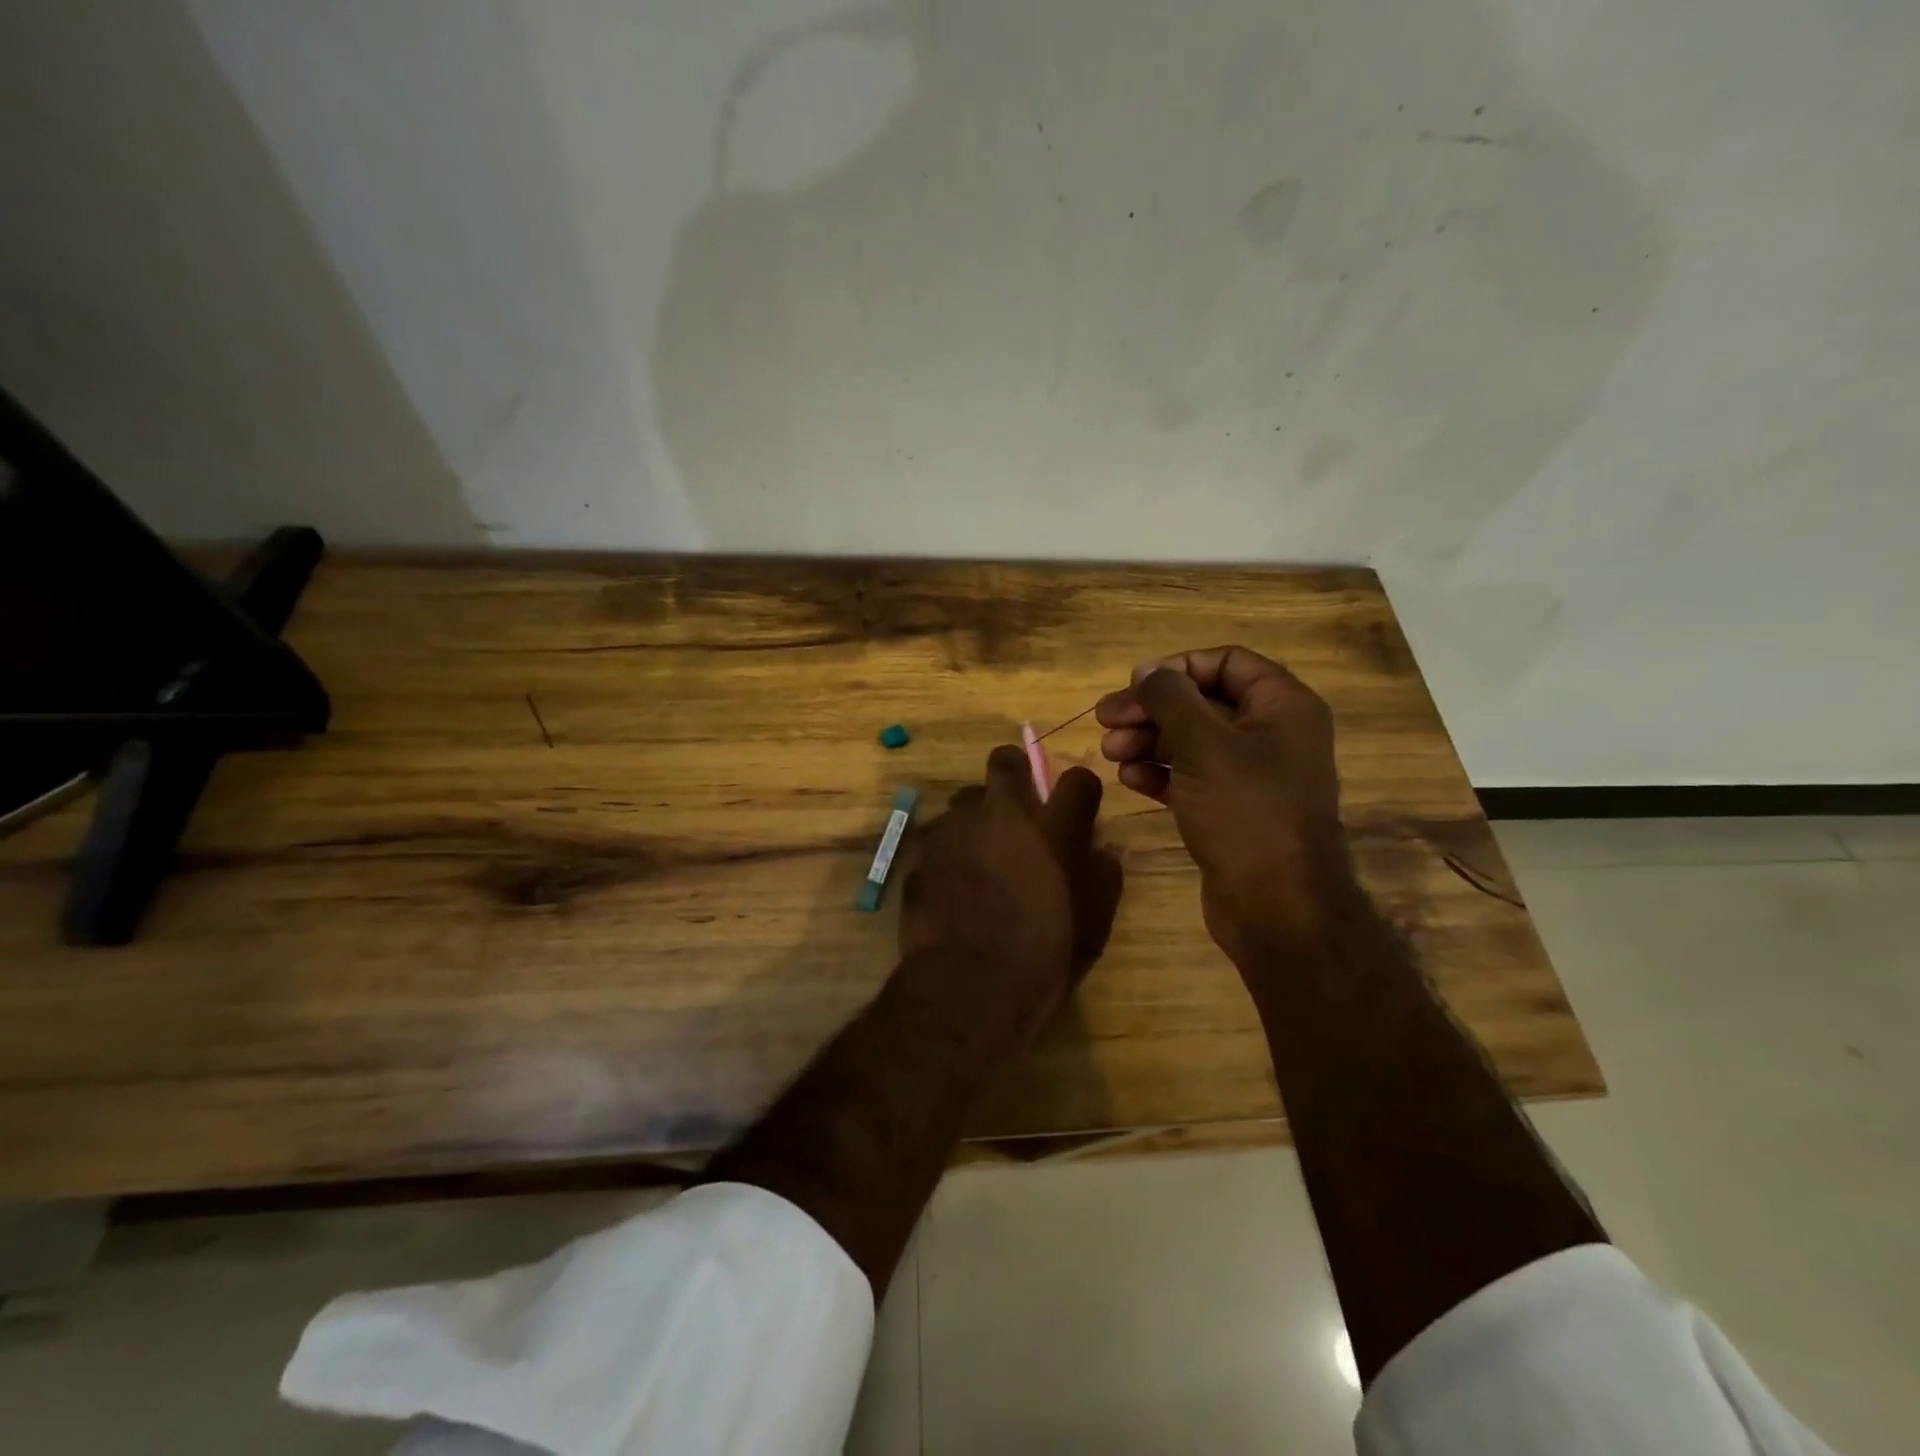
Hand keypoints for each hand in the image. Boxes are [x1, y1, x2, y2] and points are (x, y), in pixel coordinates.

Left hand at [900, 746, 1123, 1039]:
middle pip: (1005, 761)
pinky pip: (939, 836)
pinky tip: (952, 883)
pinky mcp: (922, 851)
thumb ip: (1102, 877)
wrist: (968, 986)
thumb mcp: (1093, 925)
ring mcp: (955, 828)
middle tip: (1017, 805)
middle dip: (1013, 772)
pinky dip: (949, 850)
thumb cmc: (1043, 958)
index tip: (1077, 808)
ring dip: (977, 817)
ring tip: (980, 854)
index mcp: (1052, 828)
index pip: (1078, 780)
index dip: (1080, 791)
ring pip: (966, 799)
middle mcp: (1001, 814)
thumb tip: (1100, 852)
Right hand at [1096, 646, 1358, 958]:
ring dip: (1148, 741)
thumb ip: (1170, 698)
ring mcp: (1251, 775)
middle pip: (1202, 702)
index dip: (1177, 669)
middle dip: (1152, 710)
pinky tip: (1129, 780)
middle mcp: (1271, 735)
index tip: (1134, 686)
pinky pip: (1191, 777)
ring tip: (1110, 753)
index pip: (1226, 662)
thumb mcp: (1204, 744)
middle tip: (1105, 720)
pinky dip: (1160, 773)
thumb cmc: (1246, 811)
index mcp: (1282, 706)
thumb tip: (1147, 669)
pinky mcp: (1231, 810)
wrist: (1277, 906)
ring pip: (1192, 741)